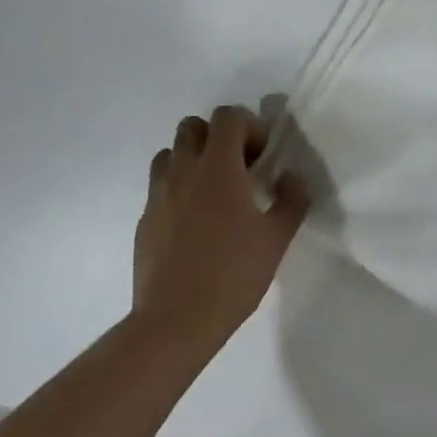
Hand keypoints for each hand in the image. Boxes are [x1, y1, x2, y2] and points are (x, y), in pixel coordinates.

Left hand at [132, 105, 309, 352]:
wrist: (176, 320)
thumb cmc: (233, 274)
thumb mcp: (277, 238)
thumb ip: (291, 200)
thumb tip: (290, 177)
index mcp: (217, 167)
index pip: (227, 116)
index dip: (249, 127)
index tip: (262, 157)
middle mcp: (183, 170)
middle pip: (193, 126)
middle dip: (218, 137)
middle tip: (238, 168)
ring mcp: (158, 193)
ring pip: (171, 153)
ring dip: (193, 159)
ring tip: (213, 191)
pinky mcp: (144, 218)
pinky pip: (160, 186)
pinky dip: (178, 189)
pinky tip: (194, 223)